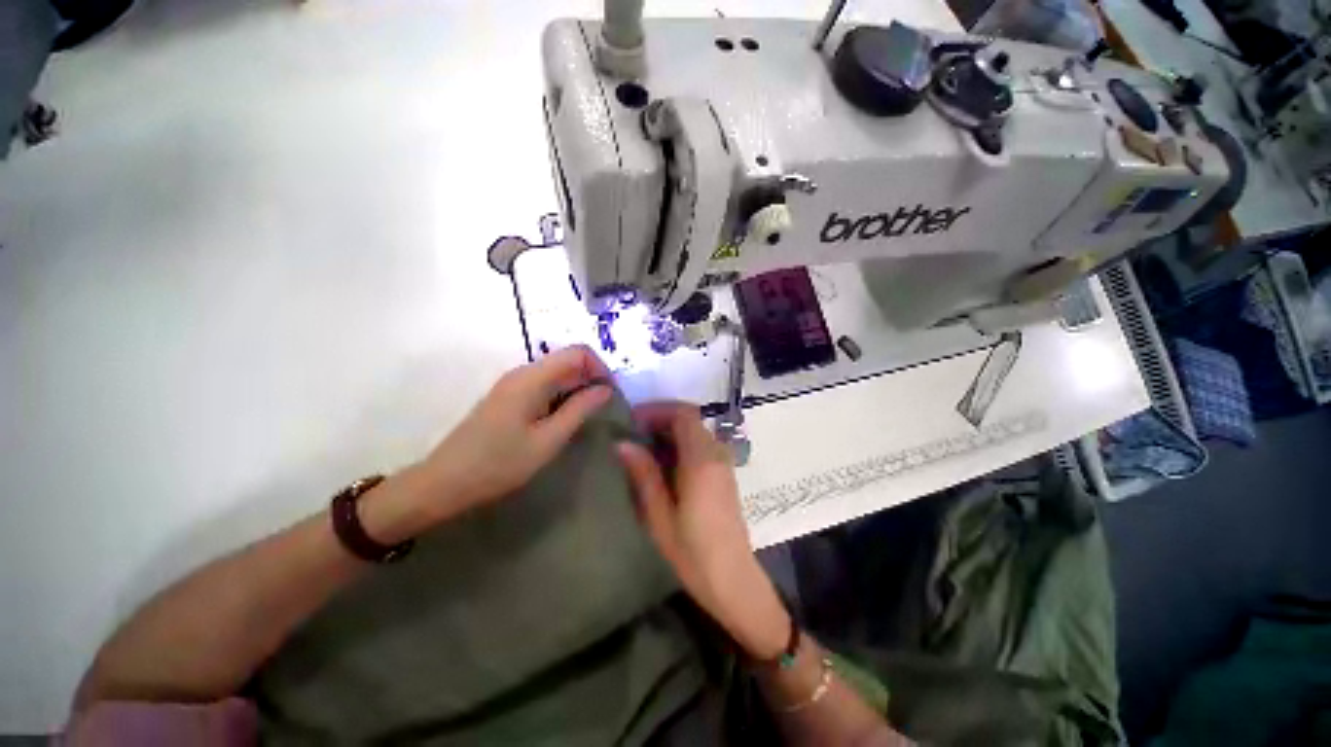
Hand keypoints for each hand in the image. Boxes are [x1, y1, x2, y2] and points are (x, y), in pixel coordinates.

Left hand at [410, 346, 611, 518]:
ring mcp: (513, 384)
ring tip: (589, 415)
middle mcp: (523, 373)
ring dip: (578, 388)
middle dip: (592, 378)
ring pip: (557, 373)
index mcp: (532, 378)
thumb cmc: (499, 463)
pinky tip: (565, 419)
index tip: (611, 394)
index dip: (600, 368)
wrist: (444, 483)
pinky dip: (562, 396)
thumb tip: (606, 389)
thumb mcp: (548, 440)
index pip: (578, 352)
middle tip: (605, 408)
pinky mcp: (509, 397)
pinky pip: (544, 385)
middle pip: (568, 360)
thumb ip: (580, 410)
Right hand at [616, 402, 790, 659]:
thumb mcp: (659, 516)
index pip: (683, 414)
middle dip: (661, 419)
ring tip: (643, 448)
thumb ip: (643, 474)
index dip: (658, 410)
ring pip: (696, 432)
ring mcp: (724, 464)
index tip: (633, 420)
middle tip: (634, 433)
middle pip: (691, 419)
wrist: (734, 581)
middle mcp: (716, 454)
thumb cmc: (692, 553)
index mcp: (701, 461)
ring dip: (671, 432)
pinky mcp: (725, 474)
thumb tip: (622, 443)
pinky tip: (663, 464)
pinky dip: (682, 444)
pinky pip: (702, 446)